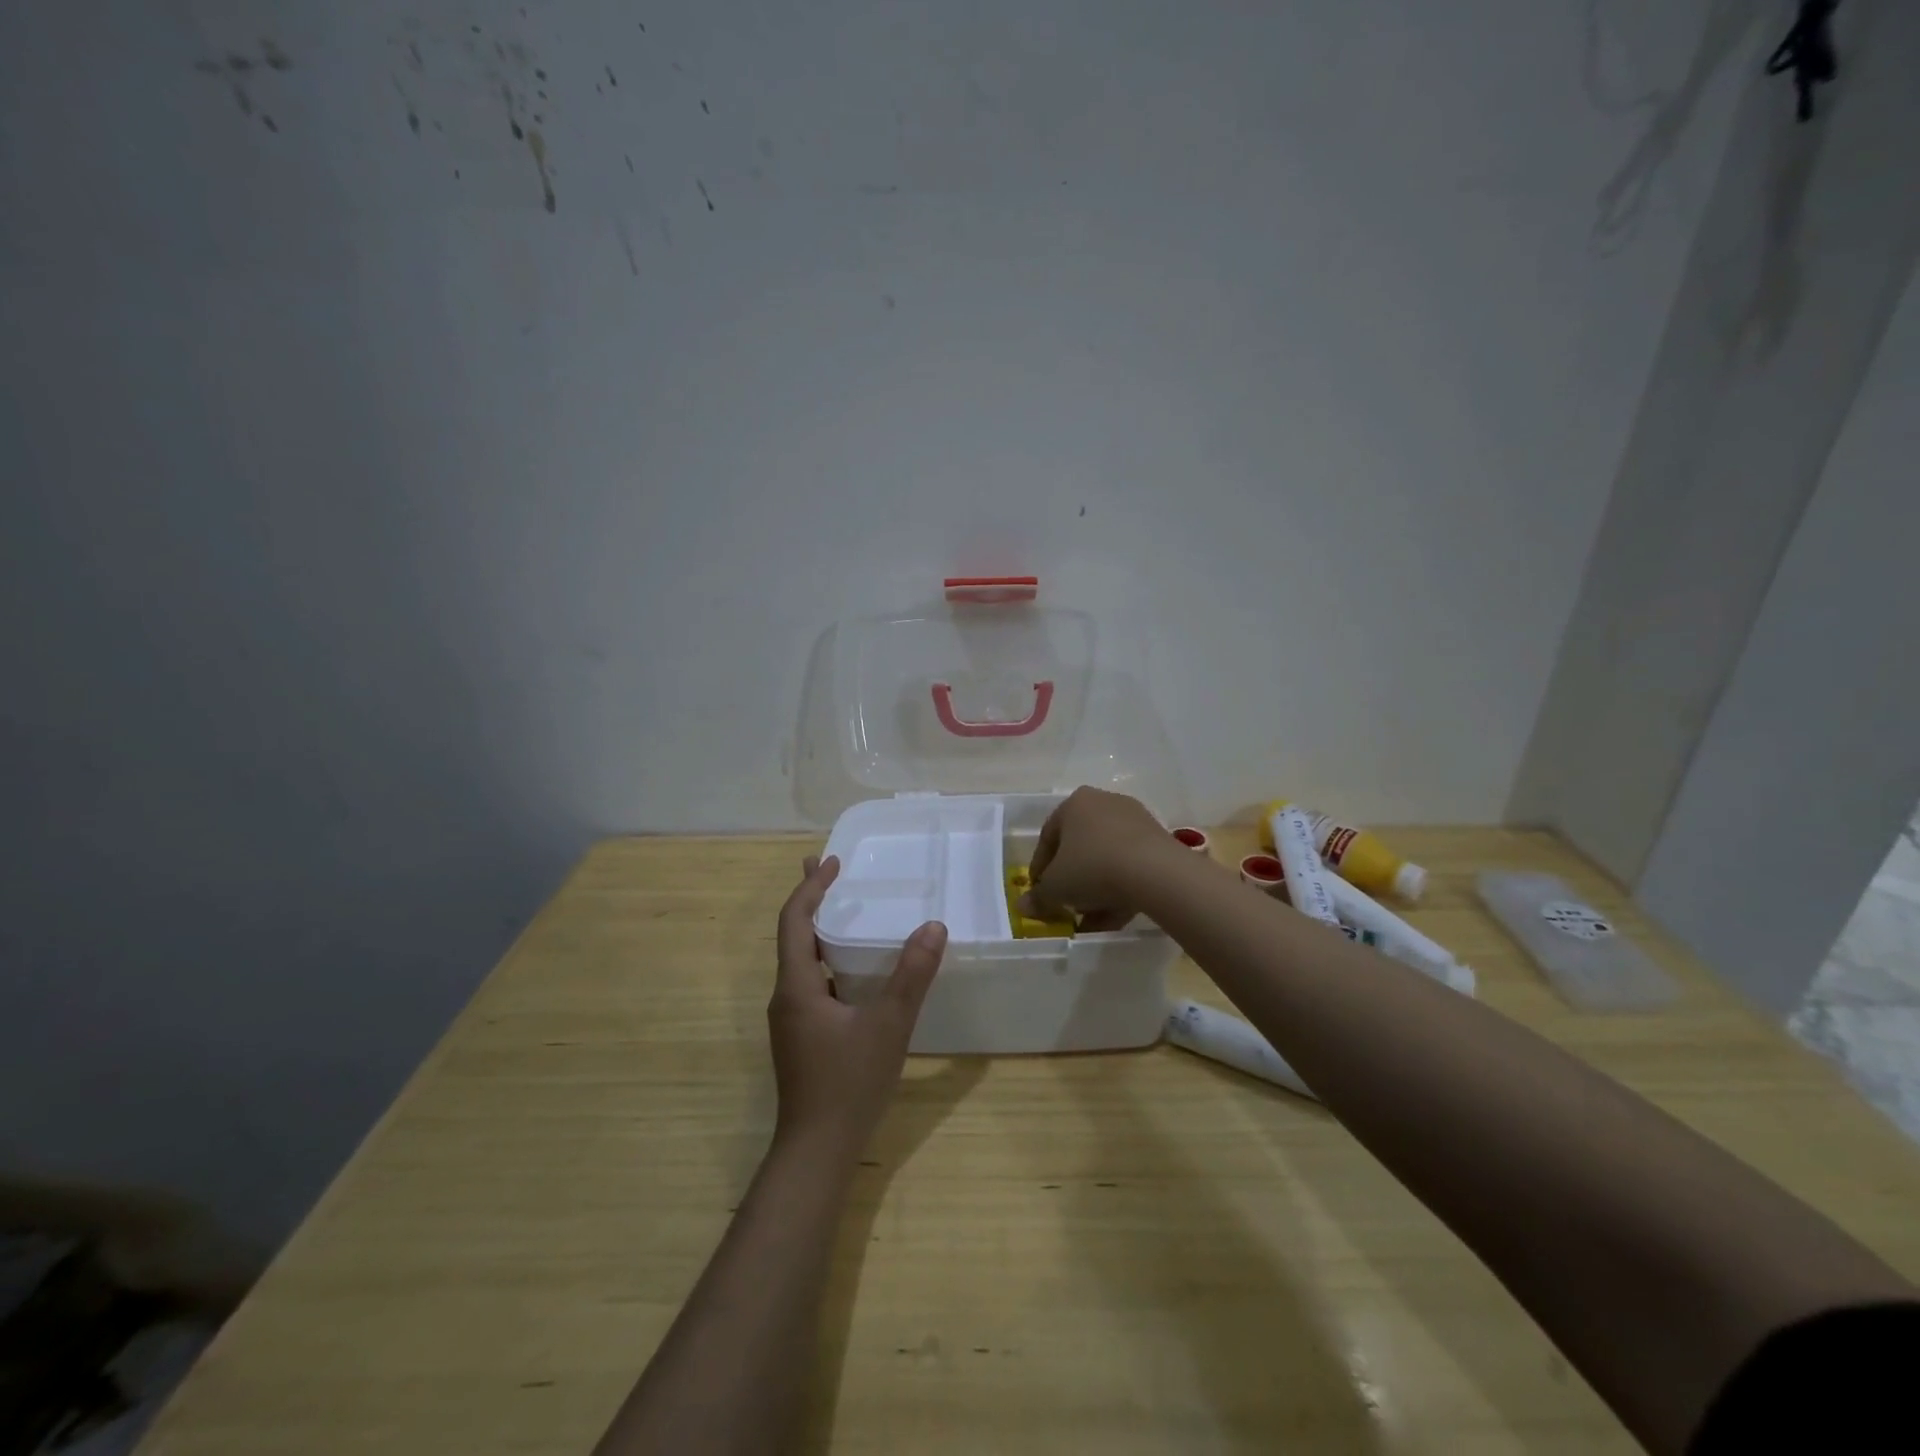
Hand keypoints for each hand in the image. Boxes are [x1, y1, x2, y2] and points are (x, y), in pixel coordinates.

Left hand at [770, 856, 947, 1155]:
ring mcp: (792, 1020)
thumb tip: (933, 927)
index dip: (811, 888)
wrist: (816, 1152)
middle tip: (830, 870)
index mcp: (797, 986)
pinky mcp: (802, 1038)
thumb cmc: (848, 1085)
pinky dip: (829, 960)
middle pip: (794, 936)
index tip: (832, 862)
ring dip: (820, 930)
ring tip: (842, 910)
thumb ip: (911, 976)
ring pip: (802, 961)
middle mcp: (786, 997)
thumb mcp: (888, 1026)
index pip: (794, 921)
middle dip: (812, 900)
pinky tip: (853, 970)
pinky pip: (812, 983)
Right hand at [1022, 786, 1173, 931]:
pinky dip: (1120, 889)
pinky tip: (1114, 917)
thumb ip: (1038, 897)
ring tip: (1091, 920)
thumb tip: (1023, 906)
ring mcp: (1135, 820)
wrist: (1156, 872)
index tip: (1039, 892)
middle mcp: (1104, 803)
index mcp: (1074, 804)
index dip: (1040, 868)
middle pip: (1079, 847)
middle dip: (1071, 880)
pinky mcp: (1158, 841)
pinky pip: (1130, 866)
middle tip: (1066, 905)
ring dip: (1095, 890)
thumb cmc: (1093, 868)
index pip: (1048, 837)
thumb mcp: (1056, 887)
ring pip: (1106, 859)